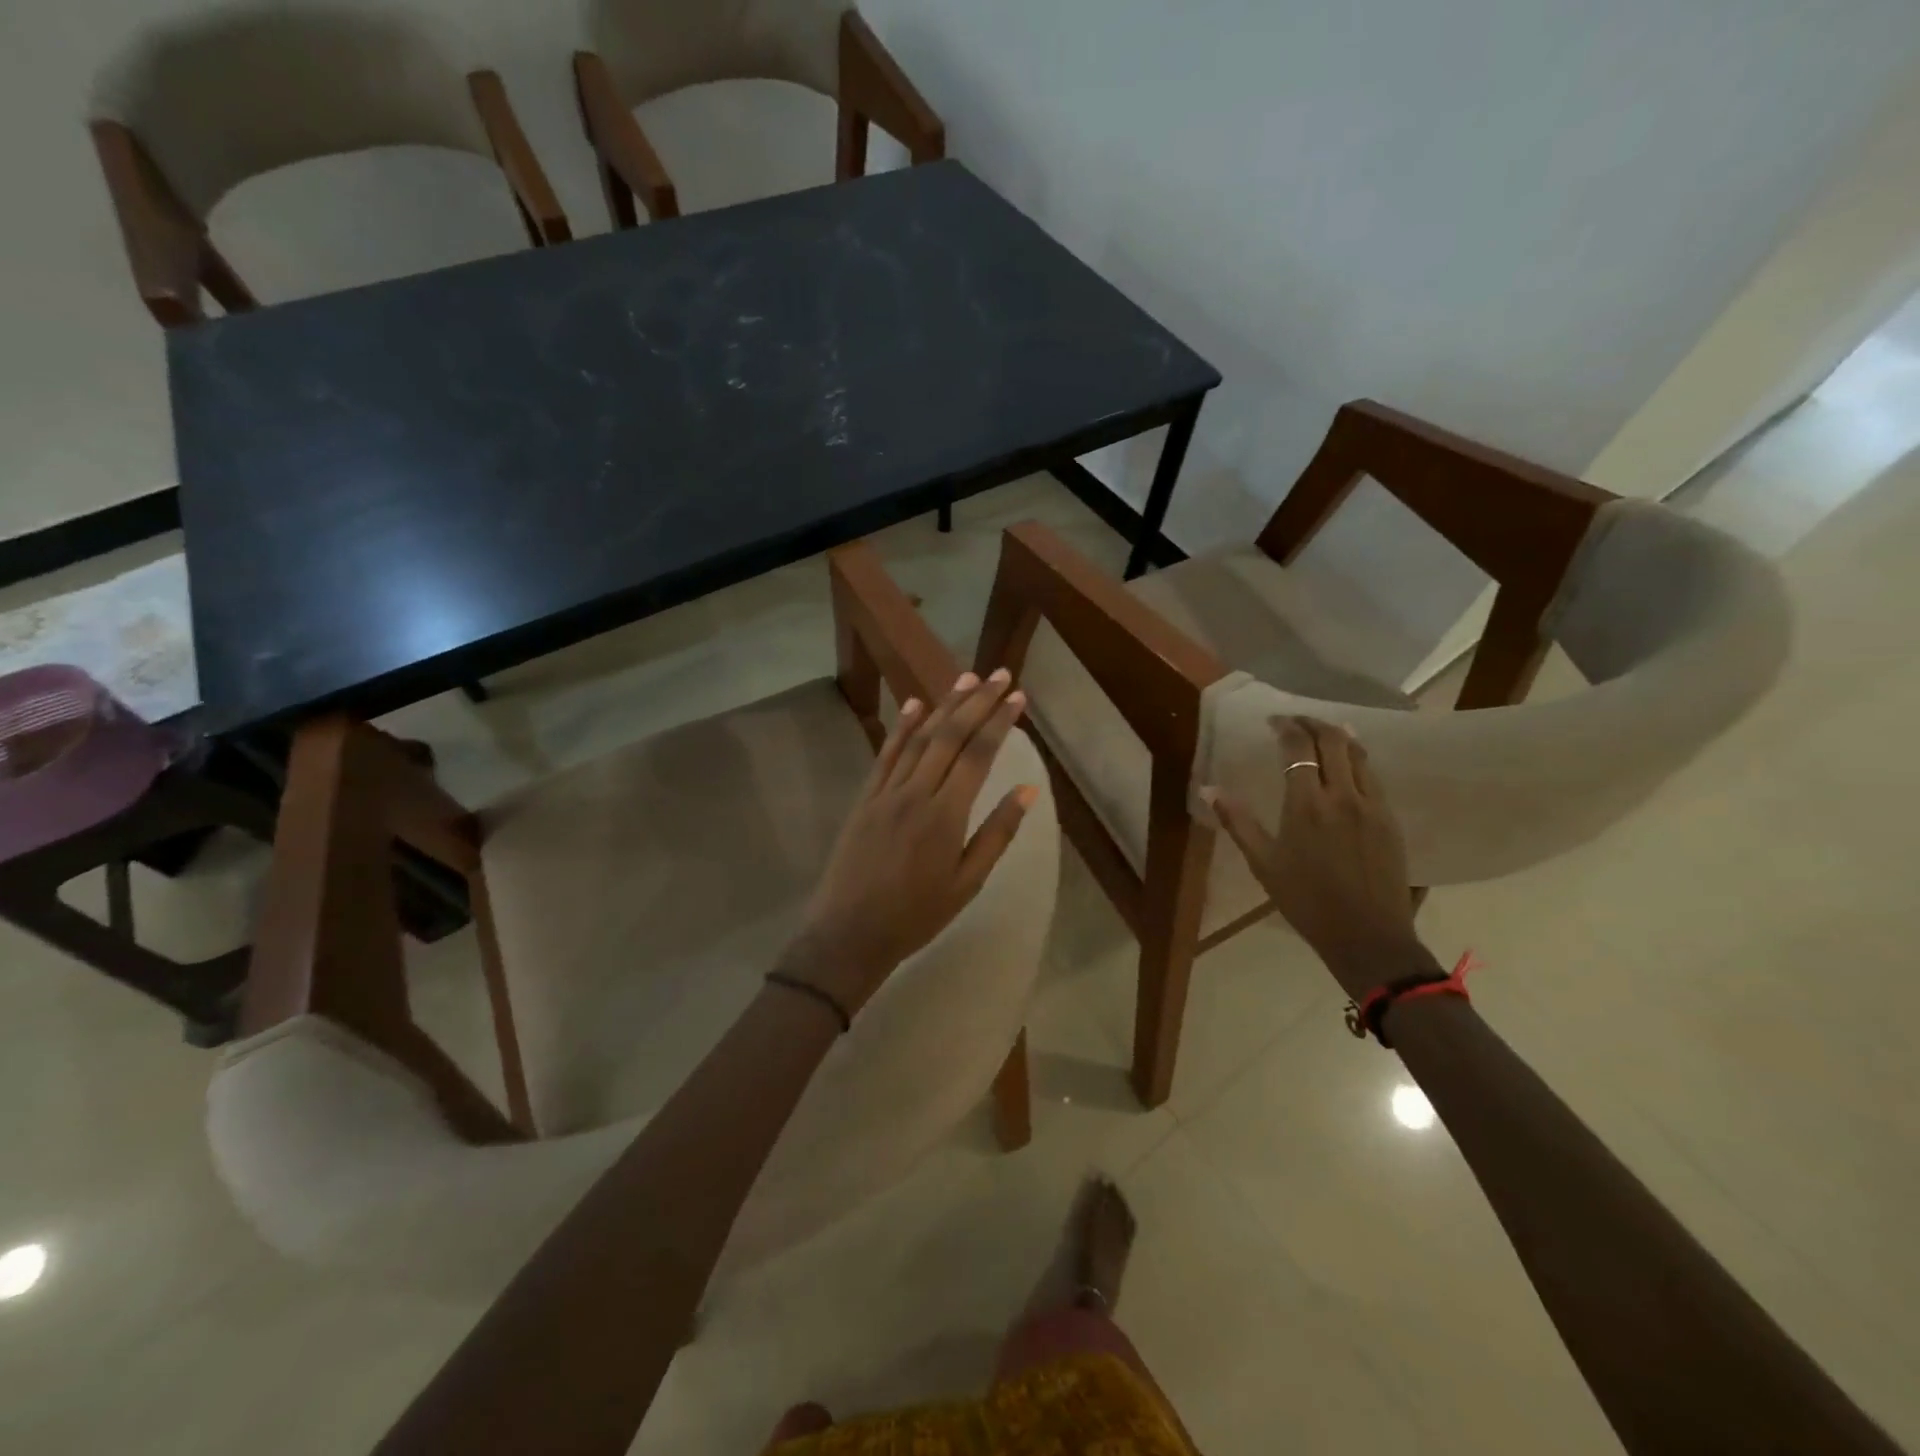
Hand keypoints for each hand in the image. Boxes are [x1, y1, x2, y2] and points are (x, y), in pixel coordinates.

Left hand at [779, 669, 1039, 1014]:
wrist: (849, 933)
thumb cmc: (916, 915)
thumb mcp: (967, 883)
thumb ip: (997, 834)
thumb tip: (1026, 790)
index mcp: (946, 815)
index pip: (978, 755)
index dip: (999, 722)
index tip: (1017, 696)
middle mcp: (916, 793)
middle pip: (949, 736)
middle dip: (977, 702)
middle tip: (998, 674)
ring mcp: (886, 792)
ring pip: (918, 738)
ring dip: (944, 705)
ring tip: (966, 678)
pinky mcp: (865, 797)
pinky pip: (886, 754)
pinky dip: (902, 726)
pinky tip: (915, 705)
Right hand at [1204, 716, 1425, 996]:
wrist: (1368, 936)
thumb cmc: (1306, 901)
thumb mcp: (1263, 863)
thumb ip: (1237, 821)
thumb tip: (1208, 789)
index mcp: (1307, 805)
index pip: (1299, 748)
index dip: (1286, 727)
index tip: (1273, 721)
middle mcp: (1343, 796)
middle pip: (1334, 740)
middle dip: (1313, 723)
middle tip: (1296, 721)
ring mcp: (1373, 806)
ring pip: (1360, 754)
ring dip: (1340, 736)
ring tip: (1324, 732)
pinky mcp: (1391, 819)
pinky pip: (1374, 776)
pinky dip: (1358, 759)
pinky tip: (1349, 765)